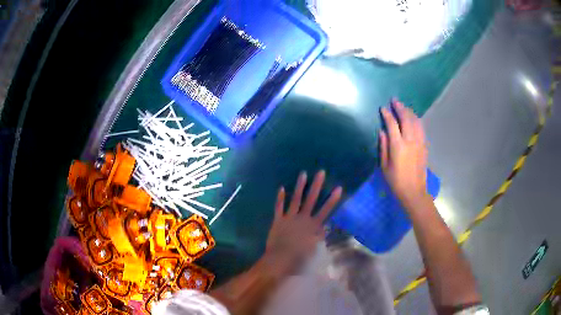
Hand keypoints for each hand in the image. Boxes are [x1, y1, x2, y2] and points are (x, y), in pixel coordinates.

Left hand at [265, 170, 342, 274]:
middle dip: (316, 185)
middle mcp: (302, 218)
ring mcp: (289, 217)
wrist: (279, 258)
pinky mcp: (278, 219)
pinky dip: (280, 198)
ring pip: (295, 199)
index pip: (325, 210)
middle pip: (311, 199)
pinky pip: (279, 207)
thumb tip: (324, 227)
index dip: (332, 199)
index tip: (338, 188)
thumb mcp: (312, 247)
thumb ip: (318, 236)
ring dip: (299, 186)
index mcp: (312, 226)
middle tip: (320, 172)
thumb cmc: (298, 256)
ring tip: (303, 174)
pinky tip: (281, 188)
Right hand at [379, 99, 428, 208]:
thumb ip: (383, 147)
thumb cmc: (396, 181)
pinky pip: (421, 128)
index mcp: (398, 146)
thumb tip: (382, 132)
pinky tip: (413, 118)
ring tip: (404, 107)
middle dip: (400, 107)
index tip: (383, 108)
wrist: (414, 191)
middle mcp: (410, 140)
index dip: (387, 114)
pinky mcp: (424, 146)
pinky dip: (416, 120)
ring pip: (415, 121)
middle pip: (406, 118)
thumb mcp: (384, 166)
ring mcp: (419, 142)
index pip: (392, 124)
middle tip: (394, 101)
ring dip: (409, 112)